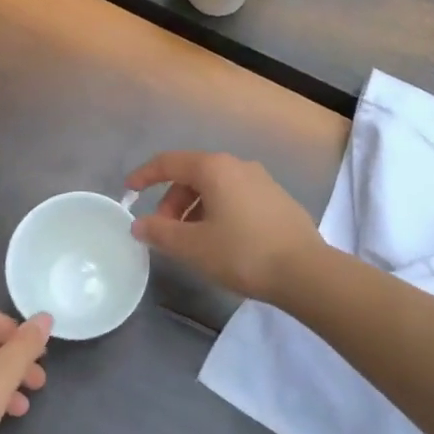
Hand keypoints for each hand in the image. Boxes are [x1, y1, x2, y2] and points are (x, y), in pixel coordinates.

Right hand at [125, 151, 323, 302]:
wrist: (305, 271)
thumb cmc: (242, 253)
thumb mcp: (193, 246)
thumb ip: (160, 232)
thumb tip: (139, 224)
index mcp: (214, 168)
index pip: (169, 162)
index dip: (145, 175)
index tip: (128, 191)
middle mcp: (238, 165)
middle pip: (193, 175)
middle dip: (171, 201)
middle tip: (163, 231)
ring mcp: (261, 180)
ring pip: (215, 187)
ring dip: (194, 209)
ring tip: (190, 241)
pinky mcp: (276, 199)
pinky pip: (235, 197)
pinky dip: (217, 211)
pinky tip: (220, 241)